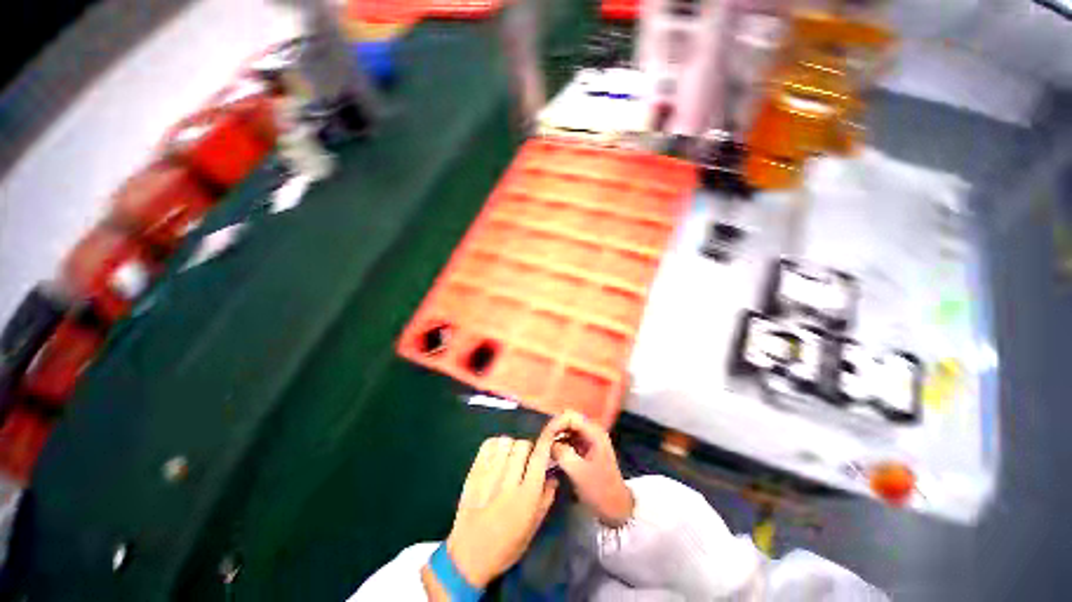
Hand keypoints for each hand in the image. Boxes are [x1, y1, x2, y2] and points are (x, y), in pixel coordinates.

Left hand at [433, 434, 558, 589]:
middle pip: (522, 445)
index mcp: (527, 497)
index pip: (539, 458)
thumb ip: (545, 499)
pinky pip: (487, 446)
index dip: (545, 442)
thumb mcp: (532, 529)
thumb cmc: (506, 548)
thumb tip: (553, 476)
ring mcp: (488, 477)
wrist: (468, 558)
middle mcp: (509, 482)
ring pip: (505, 442)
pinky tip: (497, 455)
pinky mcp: (473, 474)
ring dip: (511, 446)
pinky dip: (495, 444)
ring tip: (510, 457)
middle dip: (528, 448)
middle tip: (526, 459)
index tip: (549, 437)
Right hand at [546, 411, 634, 527]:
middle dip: (555, 429)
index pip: (570, 416)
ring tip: (545, 448)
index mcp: (594, 433)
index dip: (555, 423)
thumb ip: (562, 453)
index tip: (544, 436)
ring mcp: (589, 440)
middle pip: (569, 420)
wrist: (617, 509)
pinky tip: (553, 454)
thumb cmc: (600, 490)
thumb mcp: (578, 472)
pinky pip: (570, 439)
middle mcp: (592, 431)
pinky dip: (560, 443)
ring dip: (556, 436)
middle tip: (542, 443)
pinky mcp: (586, 449)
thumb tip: (548, 443)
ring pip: (568, 429)